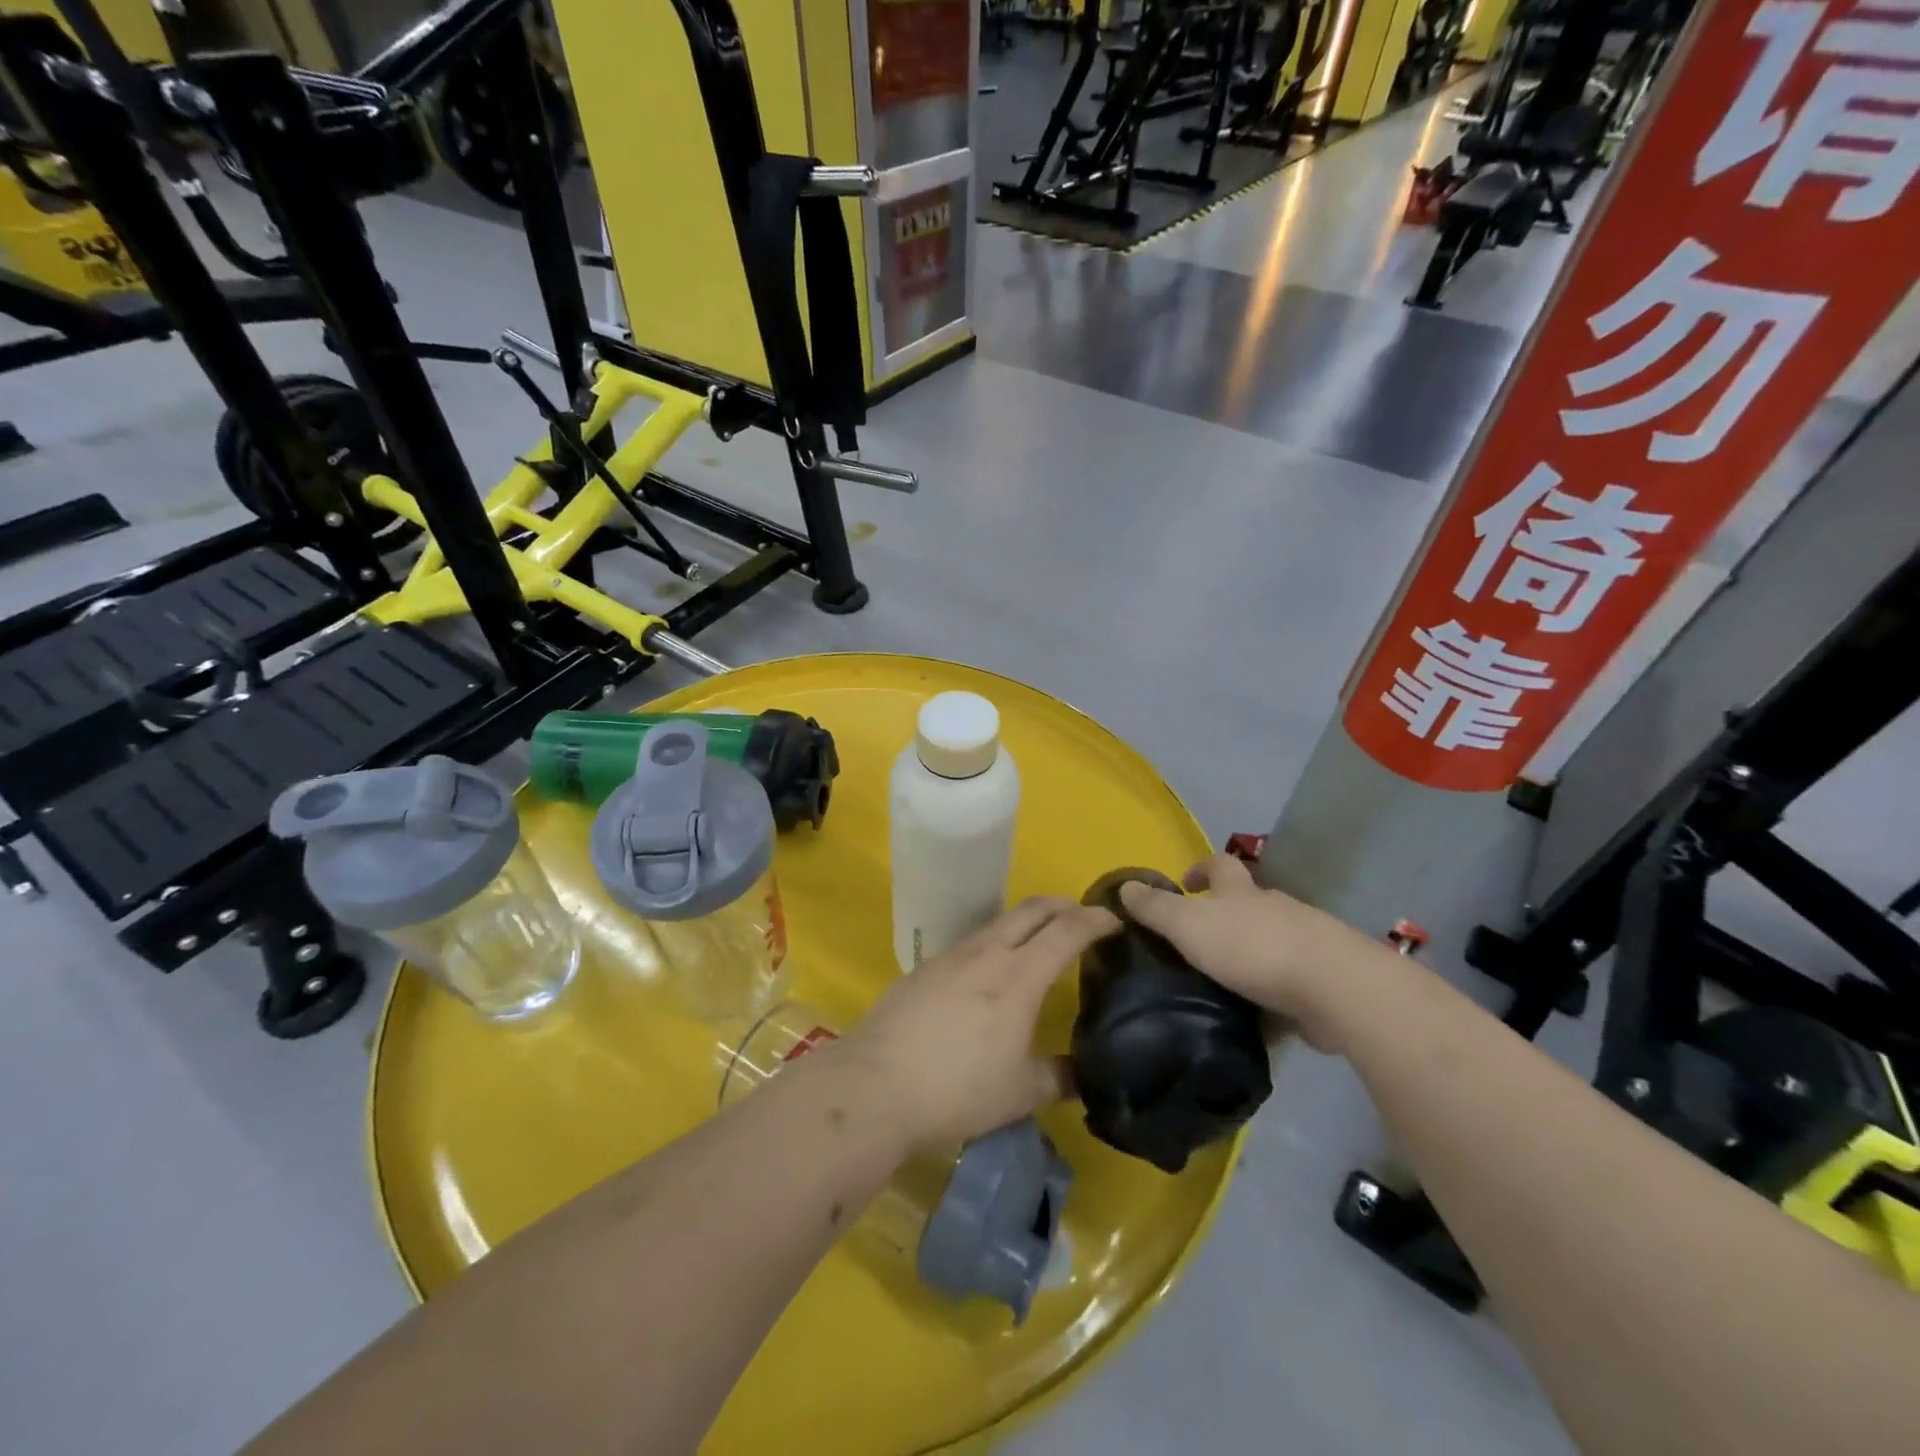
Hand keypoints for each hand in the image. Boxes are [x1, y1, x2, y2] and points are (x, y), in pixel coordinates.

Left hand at [840, 897, 1119, 1150]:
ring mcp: (951, 956)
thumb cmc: (957, 1090)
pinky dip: (996, 940)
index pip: (1065, 931)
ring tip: (1039, 939)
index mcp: (1019, 977)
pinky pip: (972, 940)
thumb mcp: (1020, 1093)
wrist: (876, 1086)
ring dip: (1027, 920)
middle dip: (1062, 905)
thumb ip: (1058, 1078)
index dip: (1095, 920)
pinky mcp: (925, 967)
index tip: (1115, 919)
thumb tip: (1084, 1075)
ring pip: (998, 921)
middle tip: (1082, 917)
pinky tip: (991, 969)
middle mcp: (987, 953)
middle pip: (1031, 910)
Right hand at [1117, 854, 1395, 1052]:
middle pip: (1247, 904)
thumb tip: (1124, 886)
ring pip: (1269, 944)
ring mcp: (1304, 944)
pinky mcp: (1322, 982)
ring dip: (1247, 958)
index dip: (1201, 869)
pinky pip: (1288, 986)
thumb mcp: (1189, 925)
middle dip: (1224, 917)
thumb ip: (1156, 909)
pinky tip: (1253, 1019)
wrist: (1334, 988)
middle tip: (1195, 944)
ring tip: (1219, 986)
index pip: (1220, 865)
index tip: (1185, 883)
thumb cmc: (1252, 948)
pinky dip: (1270, 997)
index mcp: (1242, 892)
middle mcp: (1275, 910)